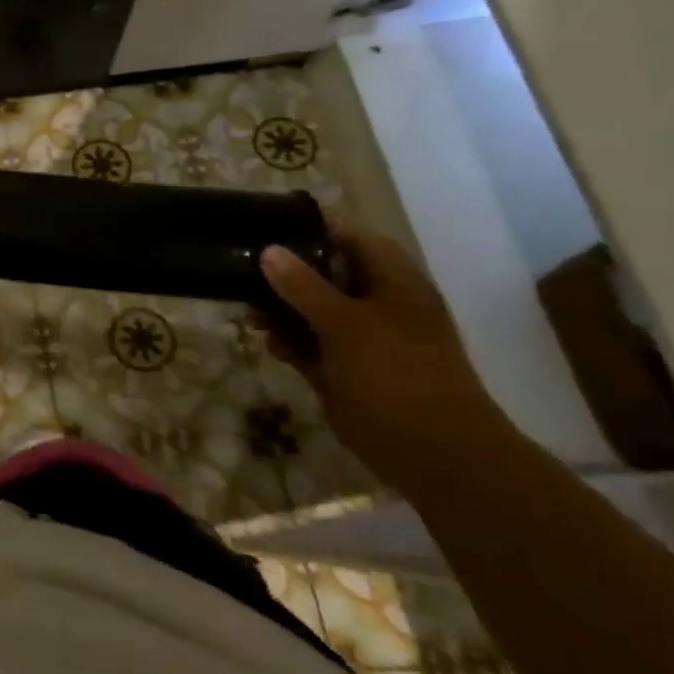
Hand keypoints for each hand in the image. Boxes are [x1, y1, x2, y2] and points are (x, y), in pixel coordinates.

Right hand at [258, 218, 512, 489]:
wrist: (433, 453)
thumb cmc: (399, 375)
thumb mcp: (347, 324)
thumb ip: (304, 286)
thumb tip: (268, 250)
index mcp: (391, 281)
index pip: (347, 236)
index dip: (308, 226)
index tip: (263, 220)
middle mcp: (374, 302)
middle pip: (321, 270)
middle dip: (282, 269)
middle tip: (240, 266)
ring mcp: (358, 336)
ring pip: (308, 308)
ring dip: (277, 307)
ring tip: (246, 310)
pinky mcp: (341, 366)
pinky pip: (306, 342)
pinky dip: (285, 339)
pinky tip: (263, 339)